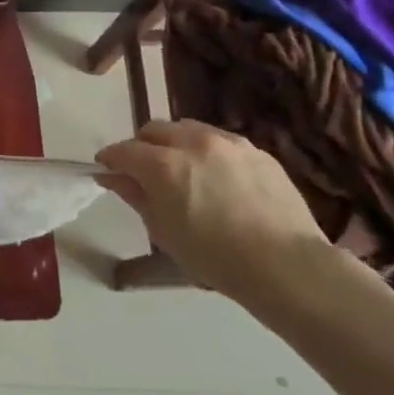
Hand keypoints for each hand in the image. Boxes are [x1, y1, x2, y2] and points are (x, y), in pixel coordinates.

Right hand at [95, 119, 334, 301]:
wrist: (286, 266)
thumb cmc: (214, 257)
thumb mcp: (163, 231)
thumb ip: (135, 196)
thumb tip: (112, 177)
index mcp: (164, 164)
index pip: (125, 150)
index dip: (111, 158)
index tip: (106, 169)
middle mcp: (193, 142)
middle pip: (156, 129)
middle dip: (143, 146)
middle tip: (144, 171)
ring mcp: (229, 143)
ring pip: (189, 128)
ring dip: (176, 143)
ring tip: (182, 169)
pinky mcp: (257, 151)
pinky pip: (221, 141)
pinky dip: (208, 151)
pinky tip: (216, 177)